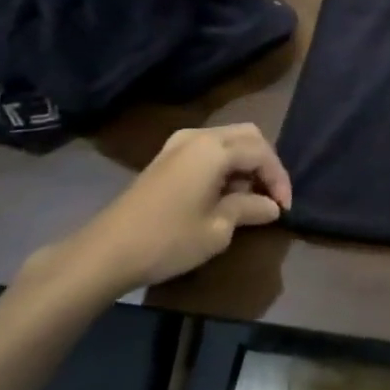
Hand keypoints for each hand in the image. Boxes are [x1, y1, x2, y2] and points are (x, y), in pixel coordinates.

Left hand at [40, 123, 291, 295]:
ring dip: (245, 162)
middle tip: (271, 195)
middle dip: (265, 163)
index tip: (284, 208)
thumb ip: (249, 210)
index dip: (278, 179)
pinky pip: (207, 148)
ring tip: (249, 196)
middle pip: (248, 136)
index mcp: (215, 149)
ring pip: (228, 139)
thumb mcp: (218, 230)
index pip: (262, 153)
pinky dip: (224, 163)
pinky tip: (223, 191)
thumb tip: (271, 207)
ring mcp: (178, 144)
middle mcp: (199, 136)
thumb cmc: (168, 240)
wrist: (105, 253)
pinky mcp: (165, 158)